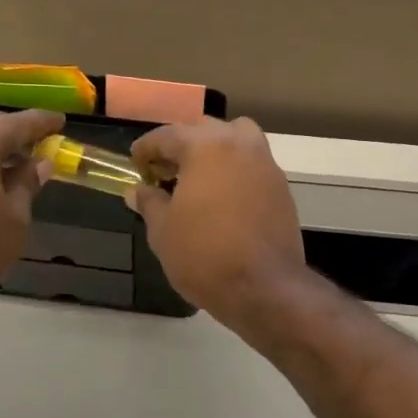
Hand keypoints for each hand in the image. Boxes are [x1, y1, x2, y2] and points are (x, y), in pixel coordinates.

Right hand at [131, 117, 305, 324]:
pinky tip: (222, 197)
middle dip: (182, 145)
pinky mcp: (281, 187)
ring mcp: (265, 164)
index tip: (135, 163)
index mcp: (205, 147)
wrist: (264, 287)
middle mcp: (239, 144)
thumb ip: (149, 202)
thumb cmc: (204, 254)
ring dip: (215, 150)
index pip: (168, 135)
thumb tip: (137, 190)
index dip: (147, 148)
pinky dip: (235, 170)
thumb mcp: (163, 231)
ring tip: (198, 178)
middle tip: (165, 171)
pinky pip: (253, 164)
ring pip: (237, 139)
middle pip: (205, 130)